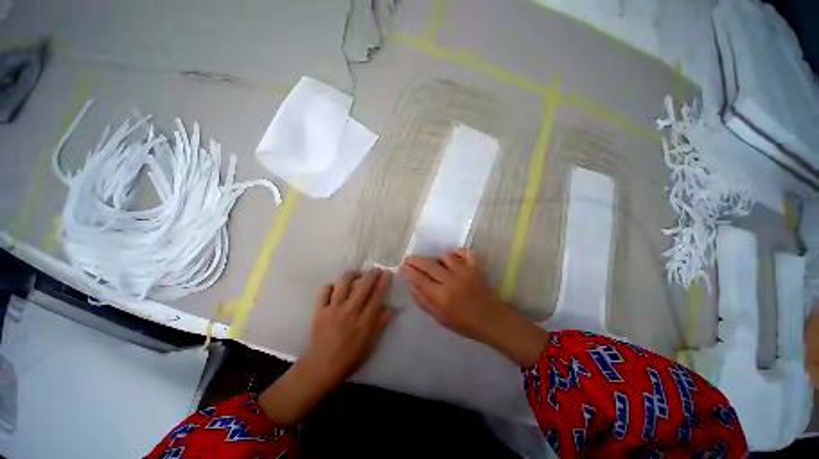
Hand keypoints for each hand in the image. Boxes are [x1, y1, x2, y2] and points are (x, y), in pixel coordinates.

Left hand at [302, 269, 393, 386]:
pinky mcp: (319, 310)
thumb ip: (381, 323)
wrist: (321, 368)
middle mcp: (350, 311)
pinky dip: (330, 286)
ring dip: (352, 274)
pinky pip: (324, 291)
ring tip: (357, 274)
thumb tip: (393, 307)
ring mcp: (333, 309)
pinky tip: (335, 287)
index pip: (377, 295)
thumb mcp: (370, 343)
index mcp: (365, 320)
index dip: (384, 281)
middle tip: (376, 270)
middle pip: (363, 285)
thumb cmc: (349, 358)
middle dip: (372, 273)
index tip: (387, 273)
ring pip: (343, 283)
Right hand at [401, 249, 506, 342]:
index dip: (409, 270)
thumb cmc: (464, 322)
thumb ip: (424, 301)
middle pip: (429, 264)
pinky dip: (459, 252)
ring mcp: (465, 272)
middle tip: (410, 259)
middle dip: (416, 260)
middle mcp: (451, 281)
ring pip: (446, 256)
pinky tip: (455, 257)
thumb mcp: (439, 318)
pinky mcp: (476, 267)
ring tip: (437, 263)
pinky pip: (466, 252)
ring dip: (438, 258)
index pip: (419, 278)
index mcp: (441, 296)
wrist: (491, 320)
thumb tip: (412, 285)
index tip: (404, 265)